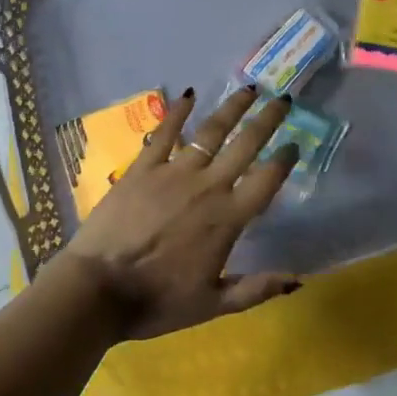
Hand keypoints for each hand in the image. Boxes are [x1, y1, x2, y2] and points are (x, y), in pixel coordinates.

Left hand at [58, 87, 301, 340]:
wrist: (98, 290)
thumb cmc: (157, 302)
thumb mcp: (212, 305)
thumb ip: (256, 289)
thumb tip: (298, 278)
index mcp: (228, 218)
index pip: (266, 180)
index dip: (285, 160)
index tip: (295, 144)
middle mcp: (207, 186)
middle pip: (245, 145)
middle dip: (267, 120)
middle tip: (283, 100)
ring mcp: (174, 172)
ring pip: (210, 131)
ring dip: (232, 108)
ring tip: (249, 89)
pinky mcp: (143, 167)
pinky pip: (164, 133)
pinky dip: (178, 111)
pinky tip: (189, 94)